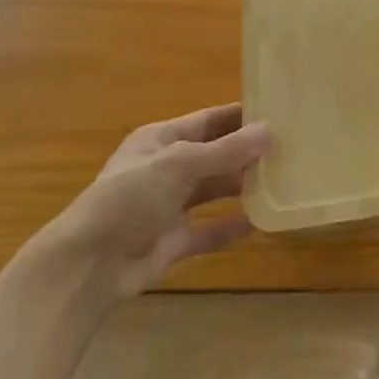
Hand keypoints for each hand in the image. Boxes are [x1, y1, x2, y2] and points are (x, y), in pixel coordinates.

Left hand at [28, 104, 270, 298]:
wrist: (88, 266)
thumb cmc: (130, 198)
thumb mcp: (180, 165)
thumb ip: (227, 151)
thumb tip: (270, 131)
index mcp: (161, 140)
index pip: (209, 120)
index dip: (240, 116)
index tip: (278, 112)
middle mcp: (166, 168)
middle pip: (214, 155)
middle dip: (246, 153)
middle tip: (289, 149)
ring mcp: (168, 206)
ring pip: (213, 191)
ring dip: (241, 187)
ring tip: (281, 181)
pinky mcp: (172, 241)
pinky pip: (208, 229)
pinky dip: (230, 226)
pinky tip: (260, 223)